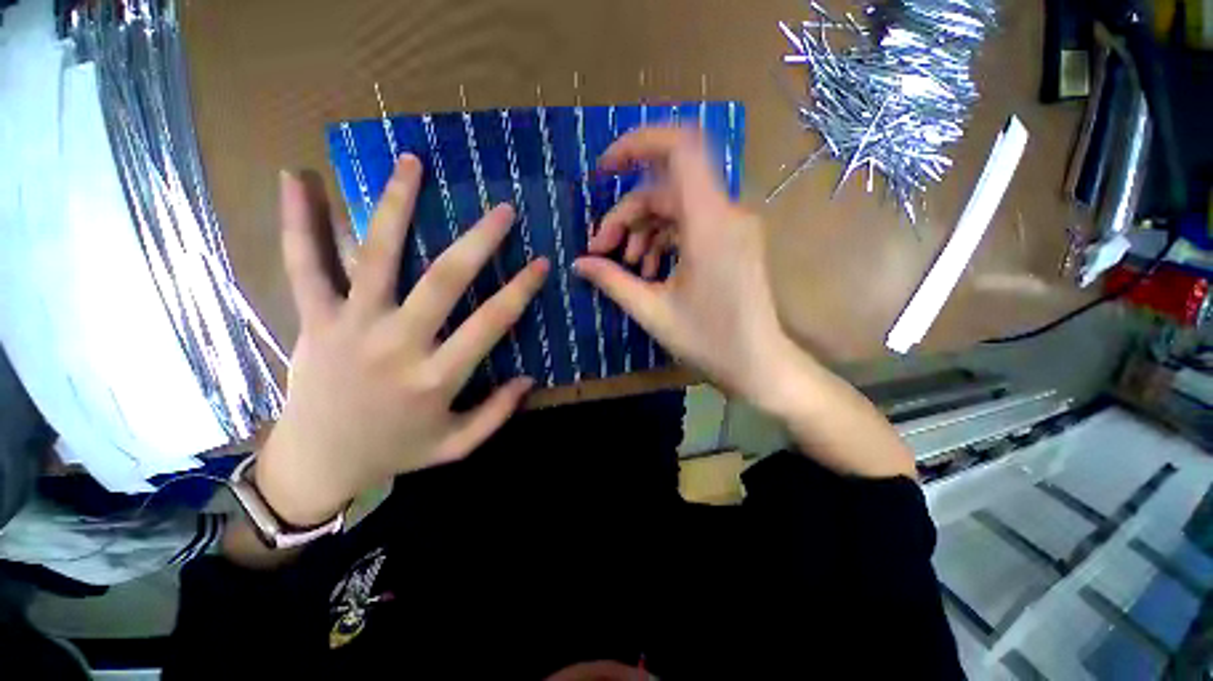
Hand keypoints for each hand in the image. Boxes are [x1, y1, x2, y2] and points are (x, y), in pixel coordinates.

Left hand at [258, 155, 547, 525]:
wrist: (317, 463)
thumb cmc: (394, 451)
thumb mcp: (455, 445)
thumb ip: (497, 413)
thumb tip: (530, 380)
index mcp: (436, 378)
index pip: (491, 323)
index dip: (520, 290)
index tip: (541, 262)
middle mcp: (397, 344)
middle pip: (444, 280)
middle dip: (479, 241)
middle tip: (503, 210)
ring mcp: (351, 326)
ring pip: (377, 256)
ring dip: (396, 205)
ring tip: (411, 162)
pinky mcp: (314, 320)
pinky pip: (304, 265)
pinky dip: (299, 221)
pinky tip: (297, 178)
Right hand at [575, 127, 914, 478]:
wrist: (760, 365)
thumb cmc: (710, 342)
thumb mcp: (652, 312)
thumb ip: (613, 281)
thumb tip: (580, 264)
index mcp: (709, 224)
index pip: (680, 147)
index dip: (637, 143)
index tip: (604, 170)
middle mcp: (726, 213)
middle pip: (665, 189)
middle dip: (626, 214)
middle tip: (601, 250)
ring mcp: (732, 226)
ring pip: (676, 207)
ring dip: (644, 230)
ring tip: (628, 267)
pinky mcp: (732, 240)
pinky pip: (690, 225)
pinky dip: (664, 240)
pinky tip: (650, 270)